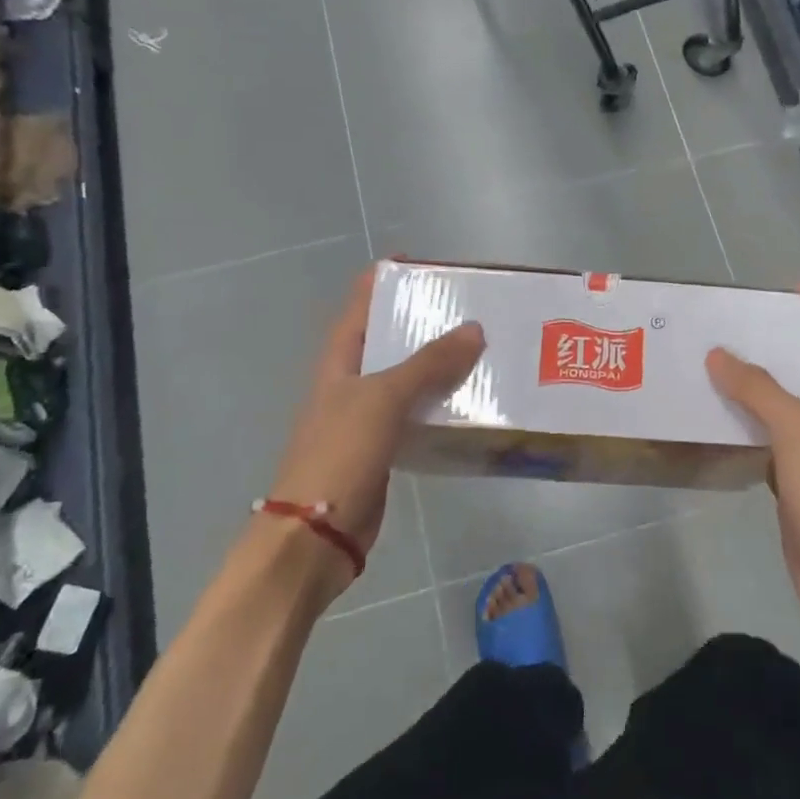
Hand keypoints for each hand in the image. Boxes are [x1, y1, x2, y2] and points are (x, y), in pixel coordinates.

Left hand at [268, 270, 484, 597]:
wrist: (317, 535)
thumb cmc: (340, 454)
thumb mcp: (383, 399)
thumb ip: (428, 364)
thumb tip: (474, 329)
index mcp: (340, 361)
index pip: (360, 306)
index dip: (383, 280)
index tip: (420, 262)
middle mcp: (352, 383)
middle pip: (388, 340)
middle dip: (423, 322)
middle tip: (469, 307)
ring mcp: (367, 417)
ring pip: (408, 379)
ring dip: (438, 364)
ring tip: (482, 348)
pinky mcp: (385, 448)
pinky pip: (417, 414)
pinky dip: (441, 403)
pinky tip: (471, 400)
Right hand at [706, 306, 799, 643]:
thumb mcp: (799, 434)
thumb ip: (760, 391)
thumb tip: (720, 354)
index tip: (765, 291)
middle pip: (796, 370)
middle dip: (761, 347)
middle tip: (715, 329)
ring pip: (775, 407)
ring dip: (746, 388)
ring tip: (703, 366)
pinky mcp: (792, 482)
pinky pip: (763, 441)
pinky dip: (741, 426)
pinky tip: (711, 421)